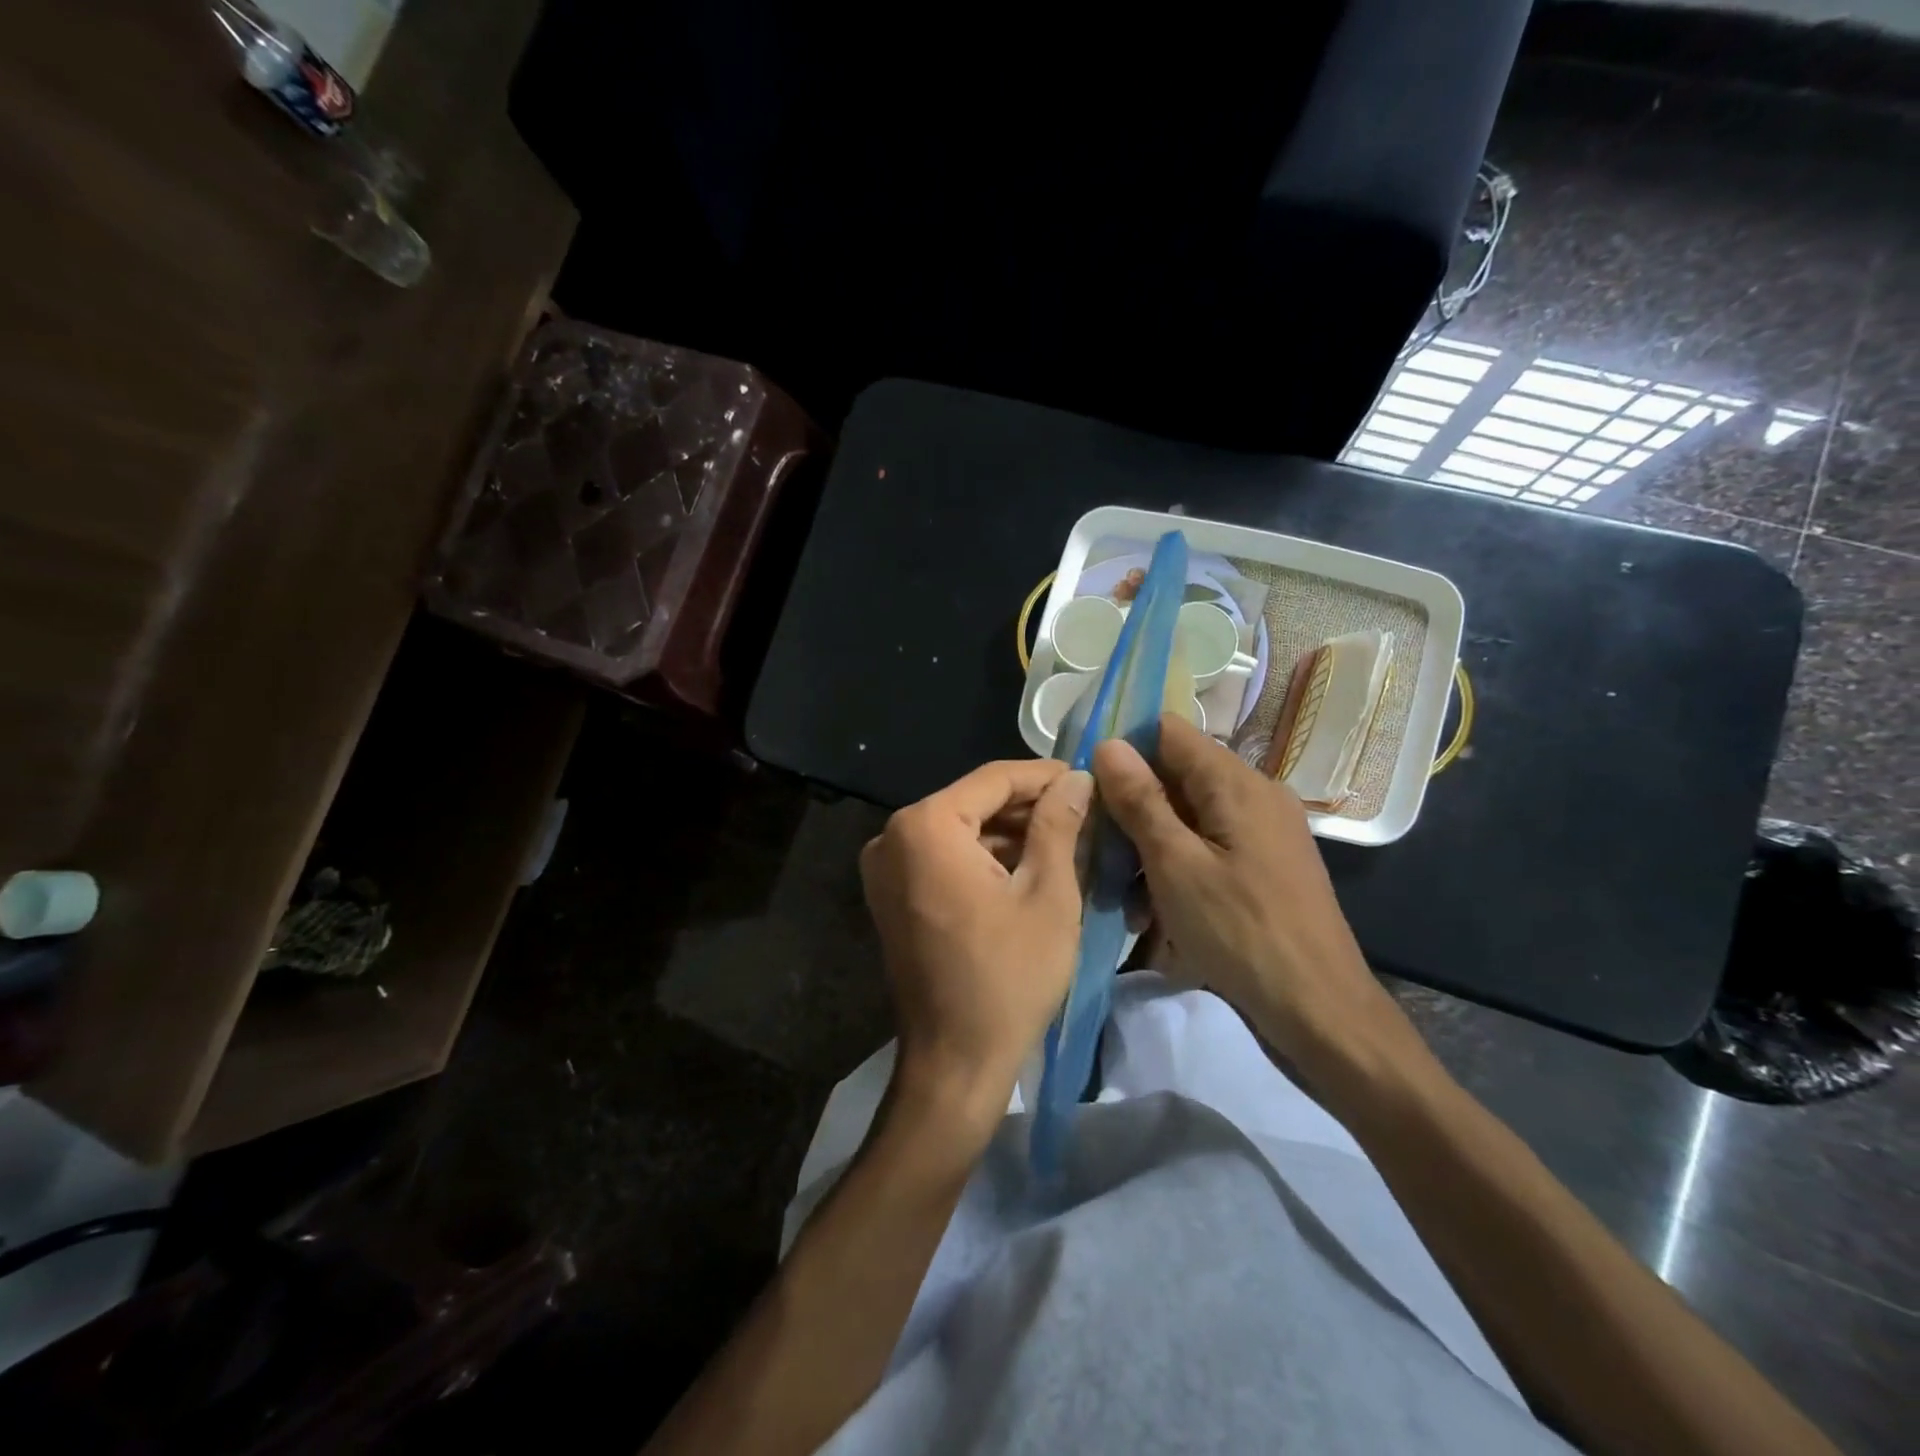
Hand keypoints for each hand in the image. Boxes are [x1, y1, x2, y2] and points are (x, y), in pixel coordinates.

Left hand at [860, 760, 1091, 1127]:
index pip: (994, 779)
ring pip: (960, 830)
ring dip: (1010, 834)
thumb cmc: (1008, 976)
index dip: (1045, 776)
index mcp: (926, 826)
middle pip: (974, 802)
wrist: (954, 1062)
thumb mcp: (1048, 894)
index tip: (1088, 778)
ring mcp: (886, 867)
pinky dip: (984, 858)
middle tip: (1084, 812)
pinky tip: (1029, 867)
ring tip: (1067, 839)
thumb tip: (1076, 779)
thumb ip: (1059, 825)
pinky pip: (944, 858)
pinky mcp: (891, 895)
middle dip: (1029, 807)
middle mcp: (893, 836)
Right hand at [1091, 715, 1410, 1077]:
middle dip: (1132, 807)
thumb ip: (1140, 801)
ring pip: (1189, 817)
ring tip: (1123, 894)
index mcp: (1236, 783)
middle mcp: (1255, 794)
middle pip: (1177, 776)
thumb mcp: (1175, 865)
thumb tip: (1108, 744)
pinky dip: (1177, 867)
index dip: (1124, 748)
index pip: (1168, 732)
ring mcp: (1263, 832)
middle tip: (1096, 847)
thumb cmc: (1241, 933)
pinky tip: (1155, 912)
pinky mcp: (1264, 866)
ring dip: (1150, 846)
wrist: (1320, 1011)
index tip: (1085, 782)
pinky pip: (1208, 848)